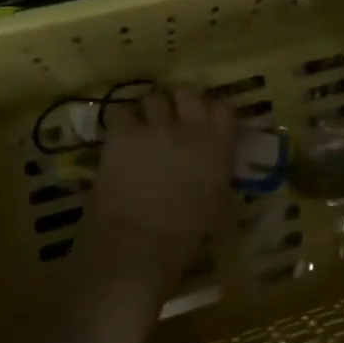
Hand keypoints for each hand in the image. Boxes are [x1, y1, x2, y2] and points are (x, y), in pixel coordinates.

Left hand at [87, 86, 235, 294]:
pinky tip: (119, 138)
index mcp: (216, 148)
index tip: (207, 123)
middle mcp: (188, 129)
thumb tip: (211, 162)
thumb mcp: (214, 203)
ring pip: (152, 98)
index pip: (223, 110)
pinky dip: (122, 123)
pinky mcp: (121, 135)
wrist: (136, 249)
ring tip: (143, 127)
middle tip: (172, 120)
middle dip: (179, 103)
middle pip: (186, 93)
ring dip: (149, 111)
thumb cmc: (183, 239)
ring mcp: (153, 128)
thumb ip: (215, 172)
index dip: (213, 114)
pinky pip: (121, 113)